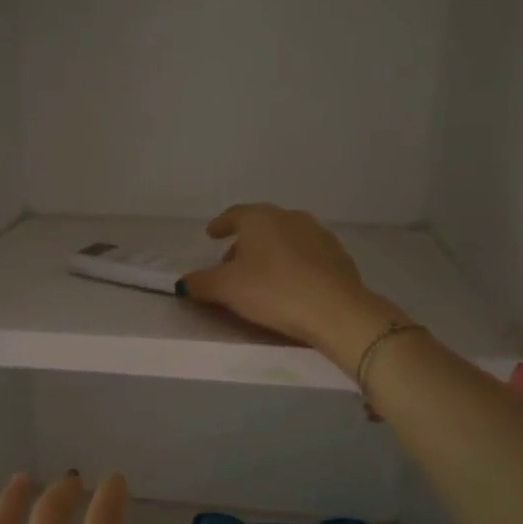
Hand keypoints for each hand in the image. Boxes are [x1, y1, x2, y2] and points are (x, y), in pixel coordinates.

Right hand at [179, 203, 403, 367]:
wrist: (335, 309)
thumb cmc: (272, 290)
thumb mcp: (226, 289)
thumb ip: (201, 283)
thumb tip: (184, 282)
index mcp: (260, 218)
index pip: (234, 214)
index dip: (221, 225)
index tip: (212, 234)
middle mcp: (290, 218)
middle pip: (261, 226)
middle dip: (245, 242)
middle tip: (232, 263)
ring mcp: (318, 235)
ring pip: (286, 239)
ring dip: (271, 252)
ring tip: (261, 275)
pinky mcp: (338, 256)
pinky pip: (307, 256)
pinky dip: (293, 264)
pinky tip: (290, 284)